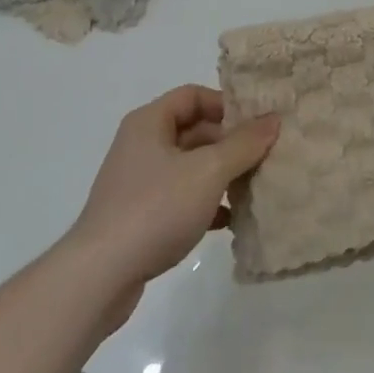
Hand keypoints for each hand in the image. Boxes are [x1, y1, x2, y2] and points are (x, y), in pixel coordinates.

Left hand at [65, 85, 278, 300]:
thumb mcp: (208, 171)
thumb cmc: (155, 208)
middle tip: (263, 157)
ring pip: (188, 167)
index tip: (256, 123)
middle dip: (228, 143)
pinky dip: (204, 203)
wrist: (99, 276)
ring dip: (220, 175)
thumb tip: (274, 119)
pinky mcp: (138, 216)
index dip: (226, 104)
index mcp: (150, 122)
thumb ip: (243, 144)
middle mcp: (141, 144)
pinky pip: (179, 197)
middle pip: (193, 131)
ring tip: (252, 189)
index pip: (193, 95)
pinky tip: (229, 221)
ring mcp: (138, 182)